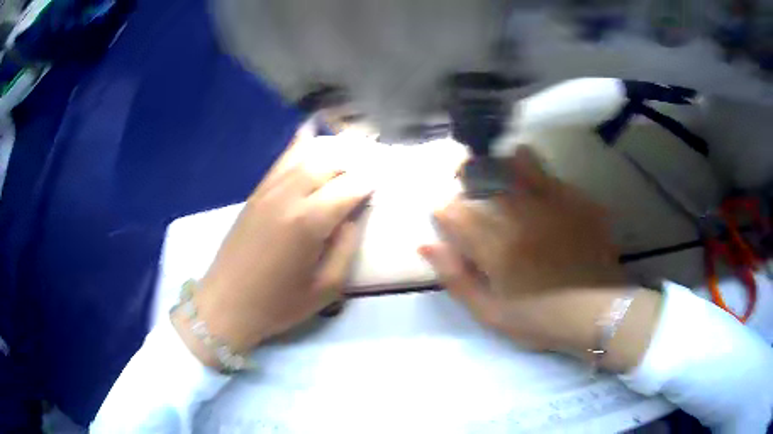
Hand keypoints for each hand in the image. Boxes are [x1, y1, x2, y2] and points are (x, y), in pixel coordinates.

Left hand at [174, 121, 372, 365]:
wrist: (226, 304)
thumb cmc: (278, 304)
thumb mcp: (326, 288)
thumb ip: (346, 247)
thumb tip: (354, 217)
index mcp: (309, 222)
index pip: (350, 187)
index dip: (370, 183)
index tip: (382, 183)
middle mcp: (289, 196)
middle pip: (329, 162)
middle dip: (354, 163)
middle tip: (367, 172)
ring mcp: (268, 190)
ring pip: (306, 154)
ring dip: (331, 152)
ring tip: (347, 156)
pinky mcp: (256, 193)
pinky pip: (282, 160)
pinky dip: (301, 147)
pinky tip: (311, 139)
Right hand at [420, 147, 660, 370]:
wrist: (598, 312)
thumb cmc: (541, 319)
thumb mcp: (490, 313)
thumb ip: (456, 278)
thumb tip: (426, 244)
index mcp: (495, 244)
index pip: (455, 212)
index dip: (443, 211)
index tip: (444, 217)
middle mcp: (521, 214)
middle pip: (485, 178)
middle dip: (468, 178)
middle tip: (467, 184)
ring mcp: (554, 203)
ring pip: (520, 165)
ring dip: (503, 165)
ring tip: (500, 169)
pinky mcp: (578, 202)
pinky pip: (553, 177)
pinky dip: (539, 174)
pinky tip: (538, 182)